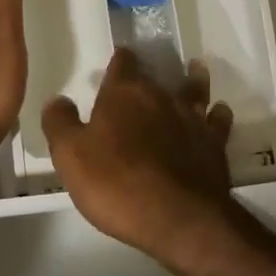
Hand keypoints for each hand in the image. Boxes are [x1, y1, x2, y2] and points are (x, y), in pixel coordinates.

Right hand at [42, 50, 235, 258]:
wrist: (177, 217)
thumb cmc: (116, 183)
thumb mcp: (71, 156)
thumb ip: (61, 123)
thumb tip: (57, 99)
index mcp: (125, 93)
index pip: (123, 63)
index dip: (120, 60)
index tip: (119, 58)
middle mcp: (161, 96)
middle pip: (156, 76)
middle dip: (150, 76)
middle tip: (146, 78)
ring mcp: (192, 118)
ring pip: (194, 90)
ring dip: (194, 81)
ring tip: (195, 71)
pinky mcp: (214, 144)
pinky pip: (218, 121)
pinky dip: (217, 115)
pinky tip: (217, 114)